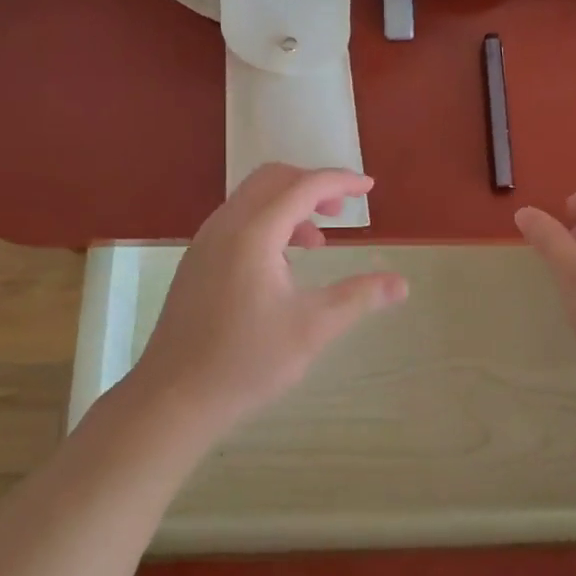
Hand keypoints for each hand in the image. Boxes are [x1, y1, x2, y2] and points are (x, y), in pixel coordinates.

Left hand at [126, 163, 407, 434]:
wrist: (174, 397)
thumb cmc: (247, 361)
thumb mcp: (312, 328)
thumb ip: (358, 297)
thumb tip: (401, 284)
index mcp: (253, 233)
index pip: (303, 186)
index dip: (340, 181)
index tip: (370, 188)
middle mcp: (226, 225)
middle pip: (273, 179)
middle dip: (312, 185)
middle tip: (342, 210)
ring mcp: (205, 241)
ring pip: (252, 199)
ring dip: (289, 205)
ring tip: (317, 243)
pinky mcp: (197, 260)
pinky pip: (237, 220)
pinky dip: (267, 223)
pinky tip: (282, 265)